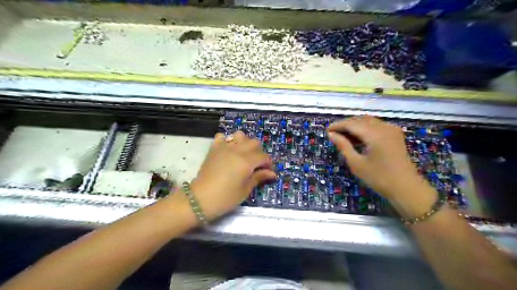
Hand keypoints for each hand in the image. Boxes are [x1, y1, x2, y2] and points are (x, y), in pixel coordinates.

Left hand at [189, 130, 275, 219]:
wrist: (200, 199)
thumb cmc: (225, 198)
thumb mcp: (245, 190)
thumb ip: (258, 177)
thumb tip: (272, 173)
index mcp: (247, 161)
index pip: (264, 157)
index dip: (268, 164)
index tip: (267, 172)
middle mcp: (237, 150)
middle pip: (255, 143)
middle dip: (259, 152)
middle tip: (256, 165)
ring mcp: (224, 147)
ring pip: (240, 135)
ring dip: (245, 143)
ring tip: (243, 155)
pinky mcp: (214, 148)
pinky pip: (222, 137)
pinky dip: (227, 141)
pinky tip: (228, 150)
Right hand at [326, 116, 423, 199]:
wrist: (406, 188)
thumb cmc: (379, 178)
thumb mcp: (356, 163)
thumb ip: (343, 146)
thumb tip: (331, 135)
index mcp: (375, 134)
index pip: (351, 124)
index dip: (338, 126)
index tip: (327, 131)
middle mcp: (384, 127)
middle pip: (360, 120)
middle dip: (346, 125)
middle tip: (334, 134)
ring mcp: (391, 129)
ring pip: (368, 121)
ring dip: (355, 126)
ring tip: (343, 136)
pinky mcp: (395, 134)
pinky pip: (376, 125)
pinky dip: (365, 128)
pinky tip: (358, 138)